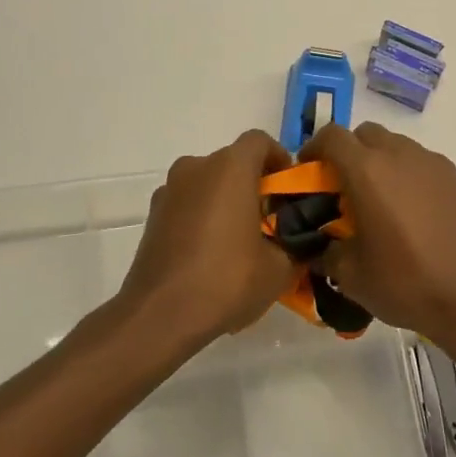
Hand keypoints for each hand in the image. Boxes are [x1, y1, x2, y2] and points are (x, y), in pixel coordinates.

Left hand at [119, 130, 299, 347]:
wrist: (159, 315)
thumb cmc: (226, 280)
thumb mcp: (279, 269)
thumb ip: (296, 246)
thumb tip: (302, 244)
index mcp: (230, 167)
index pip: (260, 141)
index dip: (279, 160)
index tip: (289, 190)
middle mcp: (197, 167)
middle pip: (233, 162)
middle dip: (254, 184)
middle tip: (270, 220)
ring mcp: (170, 190)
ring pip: (208, 183)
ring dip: (226, 200)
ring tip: (239, 240)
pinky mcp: (153, 215)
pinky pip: (187, 203)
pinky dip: (202, 216)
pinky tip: (210, 254)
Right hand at [298, 122, 455, 348]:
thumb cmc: (406, 283)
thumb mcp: (350, 276)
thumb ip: (326, 251)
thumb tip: (319, 245)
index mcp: (367, 170)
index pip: (332, 136)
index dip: (314, 148)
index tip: (309, 171)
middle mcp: (401, 155)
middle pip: (366, 134)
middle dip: (350, 152)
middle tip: (345, 188)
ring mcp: (435, 164)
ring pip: (399, 147)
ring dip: (383, 163)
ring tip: (383, 203)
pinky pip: (426, 167)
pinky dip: (413, 179)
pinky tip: (418, 216)